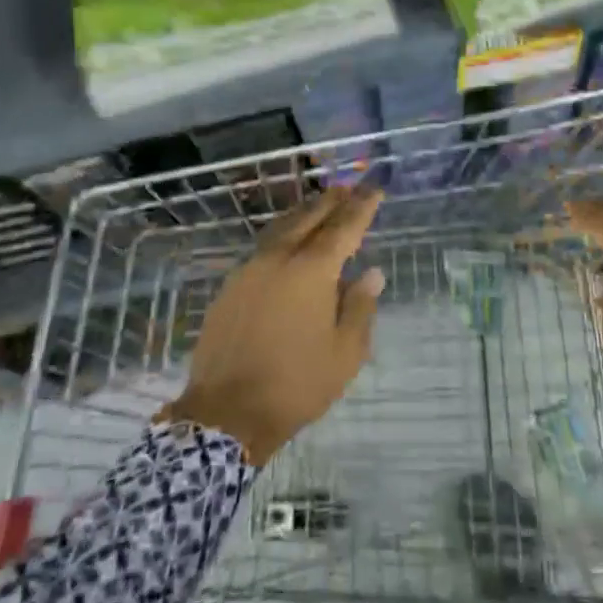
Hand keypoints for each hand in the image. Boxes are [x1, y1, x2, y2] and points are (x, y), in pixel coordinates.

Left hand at [161, 187, 384, 464]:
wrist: (226, 413)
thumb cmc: (296, 384)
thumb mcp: (345, 352)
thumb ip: (360, 307)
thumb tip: (370, 274)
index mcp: (312, 270)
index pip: (344, 226)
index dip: (362, 206)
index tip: (376, 189)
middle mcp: (280, 258)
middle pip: (309, 217)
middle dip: (332, 201)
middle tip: (350, 188)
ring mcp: (249, 270)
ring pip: (282, 228)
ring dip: (304, 213)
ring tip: (320, 205)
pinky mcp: (230, 287)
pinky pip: (263, 248)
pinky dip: (283, 236)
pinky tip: (287, 243)